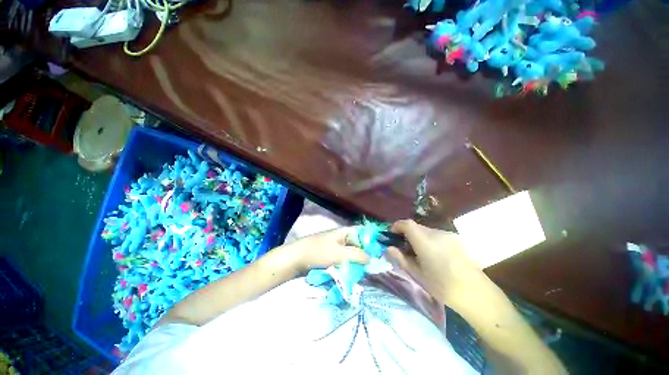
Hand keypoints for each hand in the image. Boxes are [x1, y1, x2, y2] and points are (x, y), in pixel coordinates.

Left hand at [285, 227, 369, 273]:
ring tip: (362, 273)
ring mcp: (337, 247)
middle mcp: (343, 238)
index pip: (364, 232)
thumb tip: (371, 258)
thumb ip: (357, 255)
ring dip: (357, 263)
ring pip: (353, 254)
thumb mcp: (340, 254)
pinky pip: (345, 260)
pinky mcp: (332, 256)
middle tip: (371, 267)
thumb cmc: (318, 252)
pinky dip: (349, 266)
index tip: (380, 253)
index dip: (373, 240)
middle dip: (365, 255)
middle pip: (359, 244)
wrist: (296, 259)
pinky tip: (353, 274)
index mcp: (345, 232)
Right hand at [386, 220, 488, 308]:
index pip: (407, 224)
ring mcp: (448, 235)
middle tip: (405, 247)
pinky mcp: (456, 239)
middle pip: (417, 227)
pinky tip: (436, 255)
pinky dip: (431, 240)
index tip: (392, 233)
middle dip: (407, 233)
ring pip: (427, 231)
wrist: (474, 292)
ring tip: (421, 253)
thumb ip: (401, 258)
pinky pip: (438, 235)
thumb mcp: (417, 274)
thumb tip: (388, 248)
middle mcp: (435, 233)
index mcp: (424, 241)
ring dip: (420, 237)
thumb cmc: (441, 285)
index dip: (397, 225)